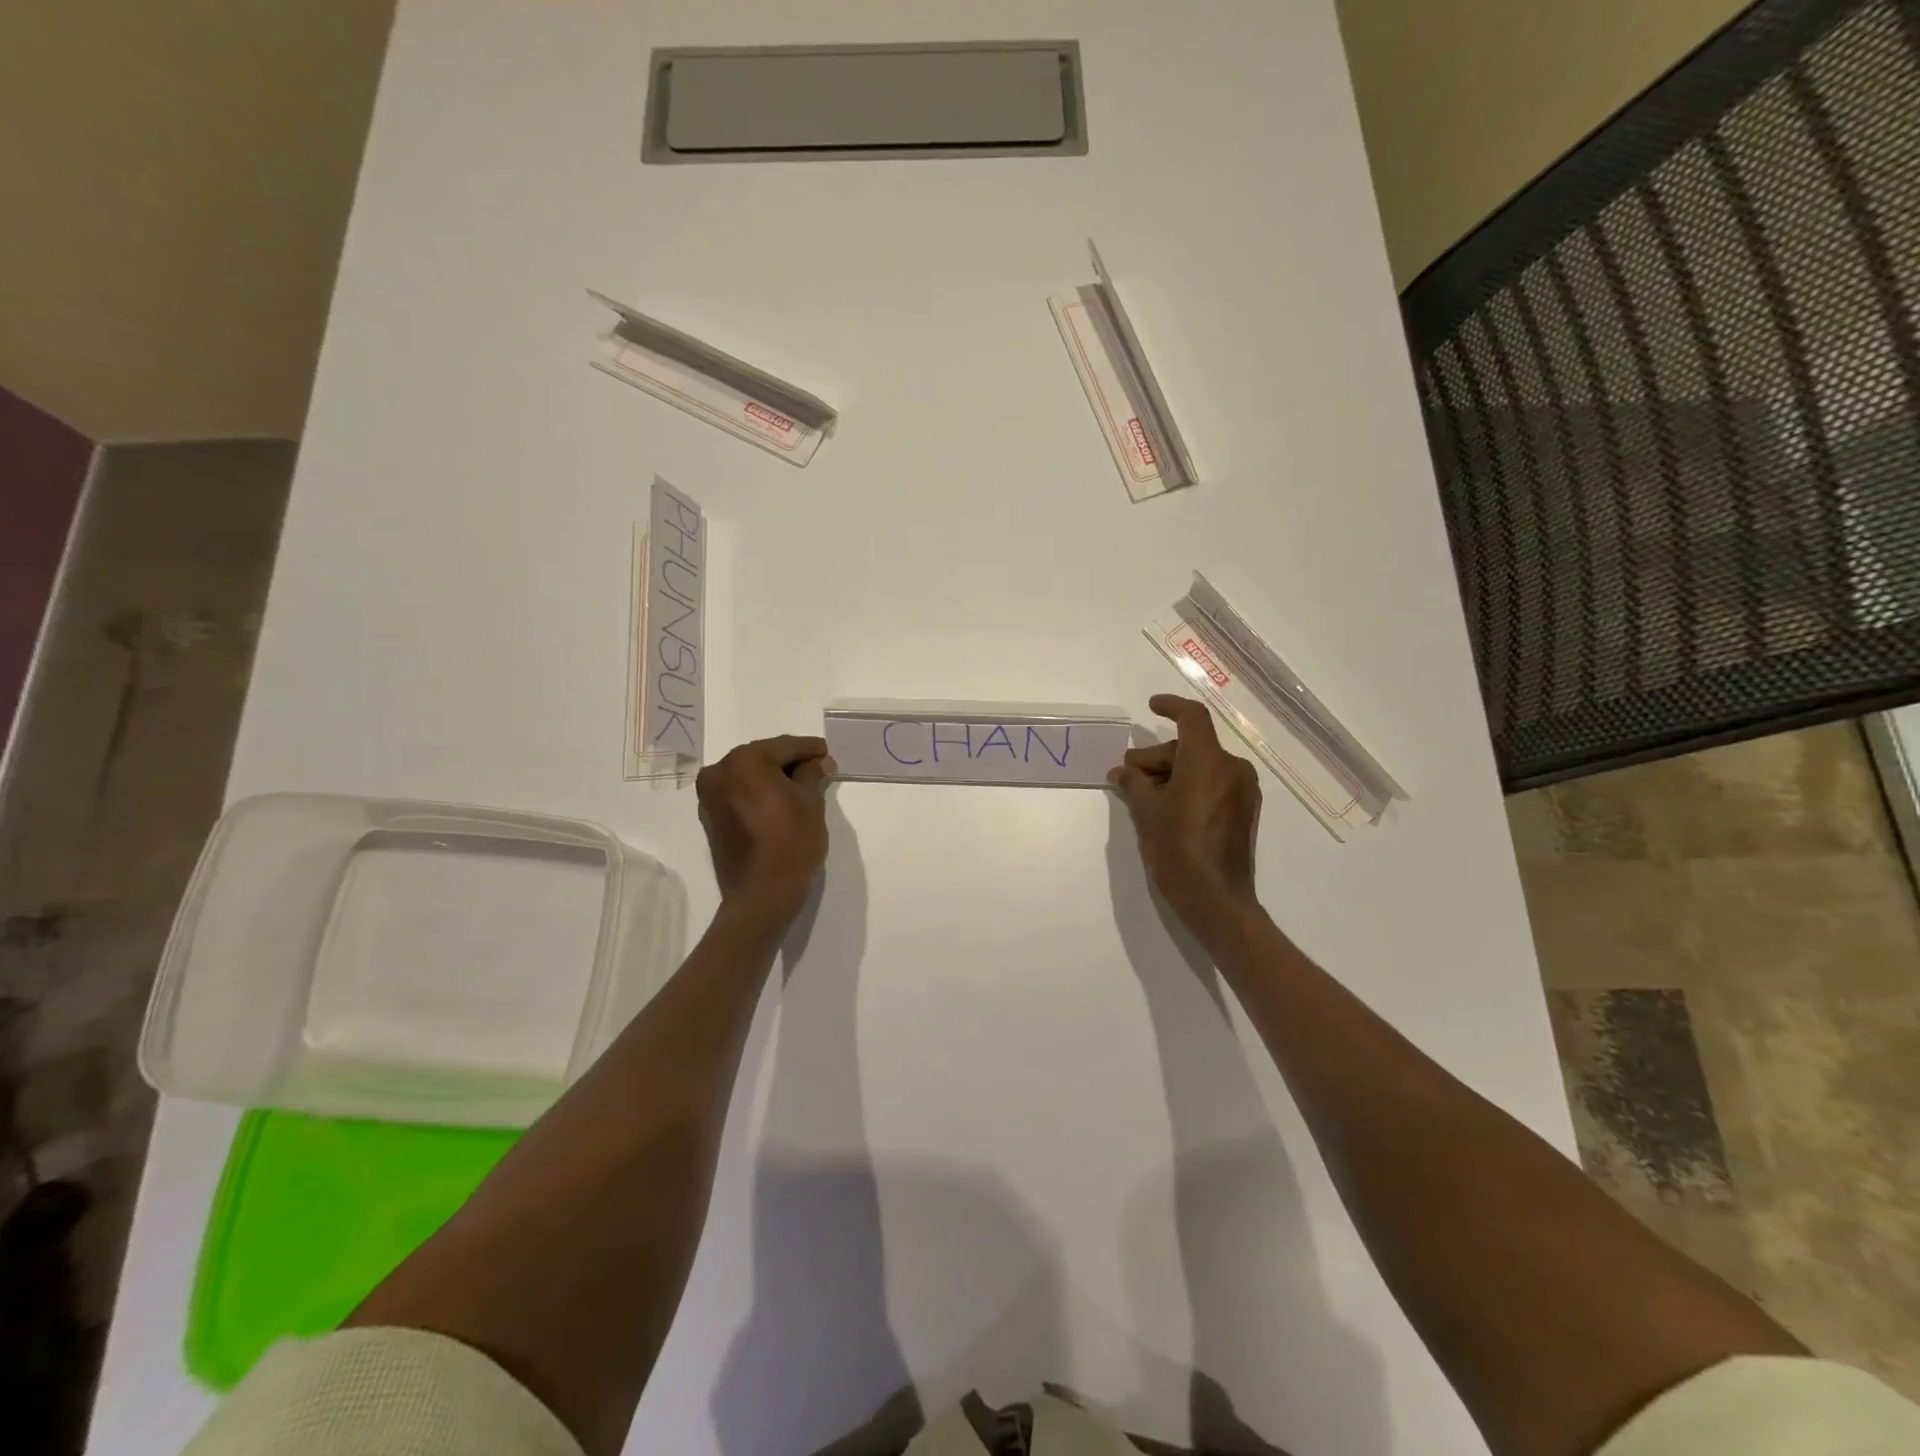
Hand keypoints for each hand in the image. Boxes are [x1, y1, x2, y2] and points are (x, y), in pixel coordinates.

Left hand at [696, 735, 833, 923]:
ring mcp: (710, 795)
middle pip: (763, 757)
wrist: (761, 895)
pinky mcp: (710, 816)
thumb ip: (812, 774)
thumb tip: (818, 762)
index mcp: (745, 761)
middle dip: (790, 762)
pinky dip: (757, 792)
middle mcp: (720, 771)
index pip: (785, 746)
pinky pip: (738, 793)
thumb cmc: (791, 843)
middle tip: (818, 769)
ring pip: (749, 775)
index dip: (810, 749)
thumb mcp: (811, 802)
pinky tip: (778, 801)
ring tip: (801, 786)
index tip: (827, 753)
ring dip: (773, 777)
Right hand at [1109, 694, 1261, 928]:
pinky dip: (1190, 785)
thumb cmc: (1177, 851)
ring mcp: (1243, 791)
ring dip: (1171, 772)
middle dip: (1156, 757)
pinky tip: (1166, 806)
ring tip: (1142, 795)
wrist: (1216, 901)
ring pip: (1202, 765)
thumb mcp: (1147, 814)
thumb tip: (1123, 772)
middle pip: (1190, 746)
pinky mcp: (1245, 811)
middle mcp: (1232, 769)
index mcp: (1208, 762)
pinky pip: (1214, 783)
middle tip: (1128, 776)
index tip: (1151, 707)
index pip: (1192, 717)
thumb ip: (1134, 784)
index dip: (1171, 706)